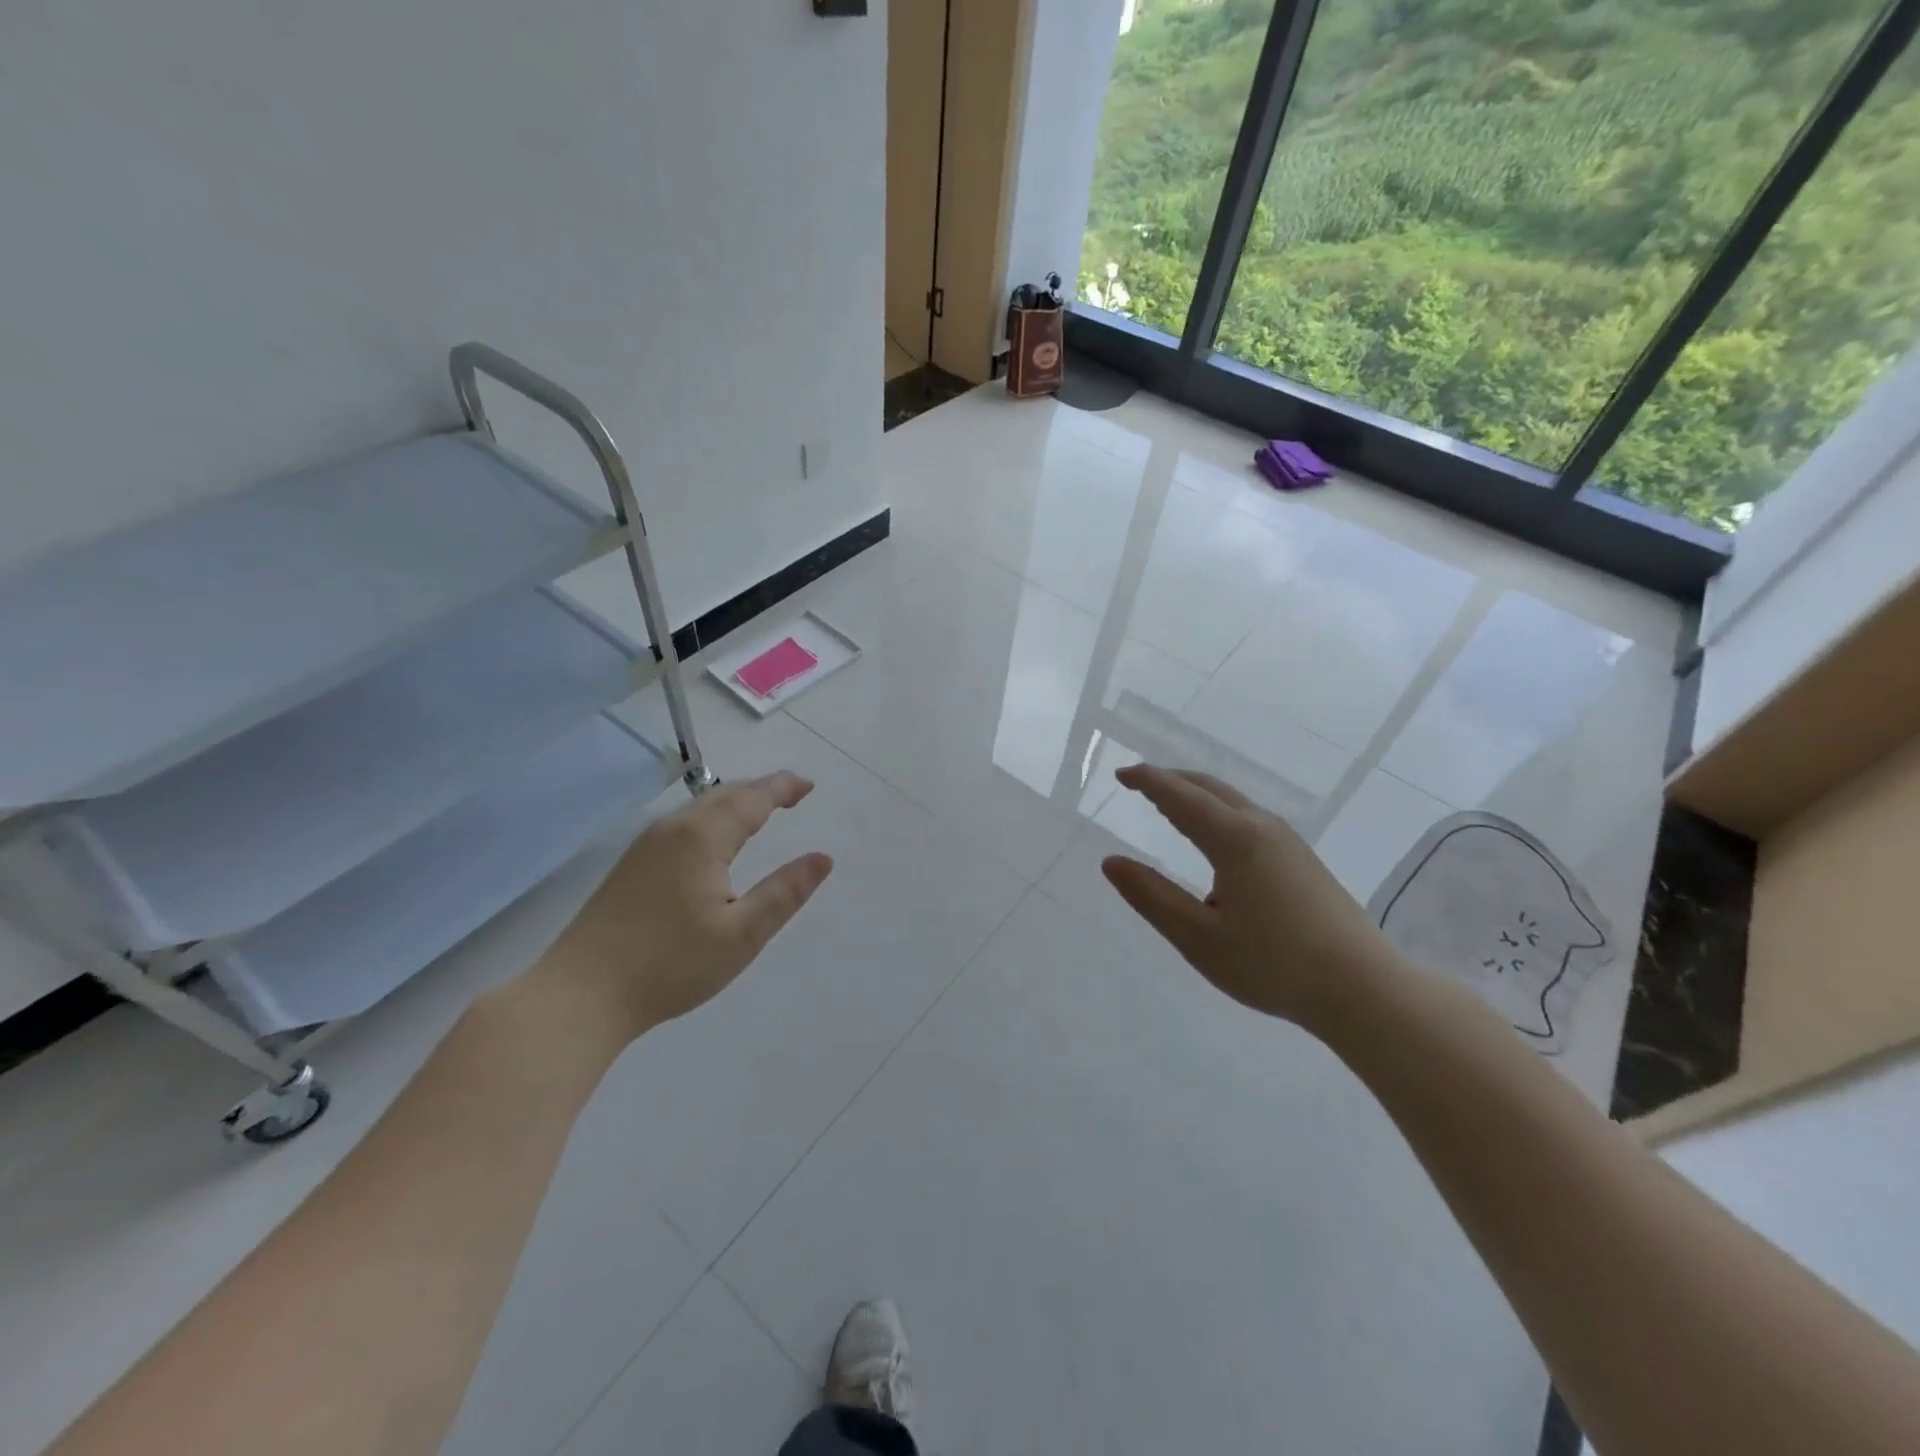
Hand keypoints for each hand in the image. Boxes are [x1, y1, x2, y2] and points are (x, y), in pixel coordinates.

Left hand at [536, 771, 833, 1040]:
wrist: (580, 994)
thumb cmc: (669, 965)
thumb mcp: (742, 935)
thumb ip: (785, 892)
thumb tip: (823, 858)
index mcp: (702, 838)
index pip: (751, 798)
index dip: (782, 787)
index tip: (808, 784)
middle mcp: (672, 829)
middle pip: (724, 795)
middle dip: (761, 790)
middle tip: (792, 794)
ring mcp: (645, 846)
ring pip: (700, 809)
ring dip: (735, 803)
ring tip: (762, 811)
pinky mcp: (631, 866)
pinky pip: (683, 824)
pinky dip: (713, 819)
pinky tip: (715, 841)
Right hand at [1100, 764, 1404, 1030]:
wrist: (1364, 989)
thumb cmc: (1274, 964)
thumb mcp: (1199, 937)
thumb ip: (1152, 897)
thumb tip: (1111, 862)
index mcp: (1234, 839)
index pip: (1180, 797)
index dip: (1148, 782)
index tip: (1120, 774)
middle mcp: (1262, 827)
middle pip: (1209, 788)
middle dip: (1172, 780)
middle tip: (1139, 783)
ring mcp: (1288, 842)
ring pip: (1233, 802)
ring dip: (1196, 795)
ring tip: (1170, 804)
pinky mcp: (1302, 860)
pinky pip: (1249, 817)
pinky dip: (1218, 812)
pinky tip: (1215, 838)